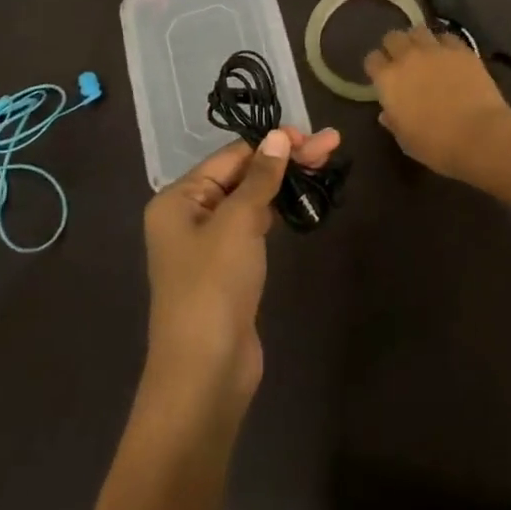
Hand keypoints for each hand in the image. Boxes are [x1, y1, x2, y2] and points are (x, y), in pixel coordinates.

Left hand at [142, 125, 341, 410]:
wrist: (205, 373)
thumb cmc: (214, 287)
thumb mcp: (238, 223)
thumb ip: (260, 177)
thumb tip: (280, 136)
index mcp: (178, 199)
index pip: (232, 156)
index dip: (274, 143)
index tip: (315, 138)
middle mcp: (189, 215)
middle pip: (243, 174)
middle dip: (287, 159)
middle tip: (332, 145)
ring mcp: (210, 244)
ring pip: (252, 198)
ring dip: (285, 181)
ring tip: (325, 164)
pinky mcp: (229, 268)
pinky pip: (254, 225)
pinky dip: (278, 209)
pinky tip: (300, 199)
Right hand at [363, 26, 510, 180]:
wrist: (479, 134)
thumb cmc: (437, 145)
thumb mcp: (406, 140)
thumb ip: (393, 121)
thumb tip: (387, 113)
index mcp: (388, 80)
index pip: (372, 59)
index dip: (377, 66)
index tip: (382, 76)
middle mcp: (408, 57)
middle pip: (393, 37)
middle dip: (395, 46)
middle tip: (403, 60)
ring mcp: (436, 50)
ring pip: (419, 30)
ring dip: (418, 40)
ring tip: (425, 52)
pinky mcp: (461, 49)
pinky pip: (447, 37)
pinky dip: (444, 44)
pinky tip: (450, 56)